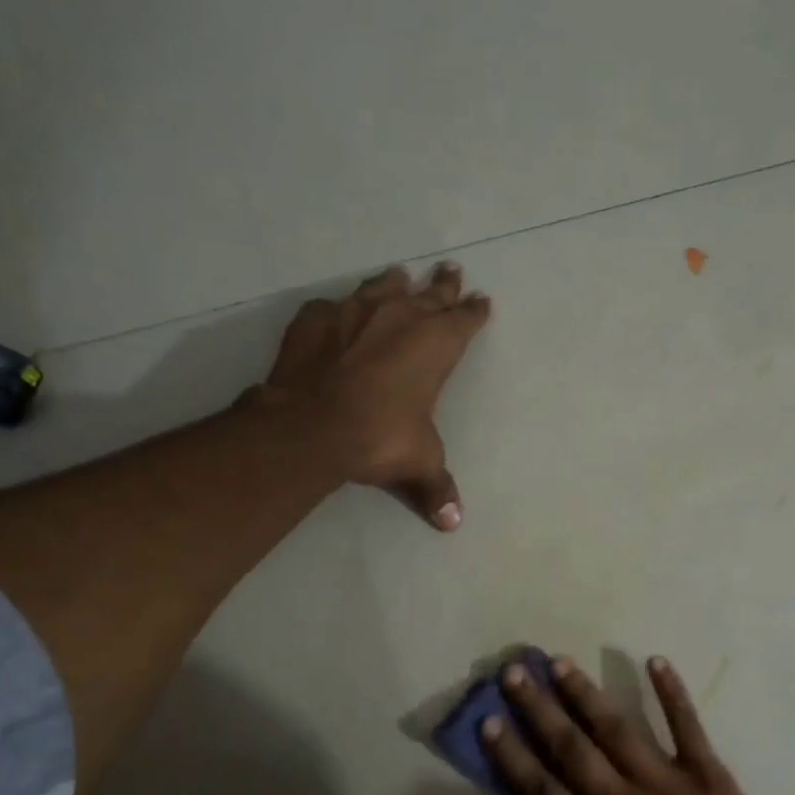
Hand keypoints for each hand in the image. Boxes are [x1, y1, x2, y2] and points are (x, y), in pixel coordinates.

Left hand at [245, 262, 490, 529]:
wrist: (312, 426)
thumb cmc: (380, 437)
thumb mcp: (418, 463)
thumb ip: (436, 487)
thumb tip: (453, 523)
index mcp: (436, 345)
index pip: (464, 321)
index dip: (474, 312)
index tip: (482, 301)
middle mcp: (400, 318)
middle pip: (430, 293)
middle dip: (443, 285)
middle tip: (451, 270)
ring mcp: (355, 312)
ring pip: (383, 287)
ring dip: (395, 283)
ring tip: (400, 275)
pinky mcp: (316, 318)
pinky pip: (334, 306)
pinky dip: (341, 310)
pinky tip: (338, 313)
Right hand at [481, 654, 794, 794]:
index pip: (541, 792)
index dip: (511, 756)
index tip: (489, 722)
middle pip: (570, 749)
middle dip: (538, 709)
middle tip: (514, 673)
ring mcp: (664, 781)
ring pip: (616, 729)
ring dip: (585, 694)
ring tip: (560, 663)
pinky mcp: (705, 770)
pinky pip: (686, 725)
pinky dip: (671, 692)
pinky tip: (655, 660)